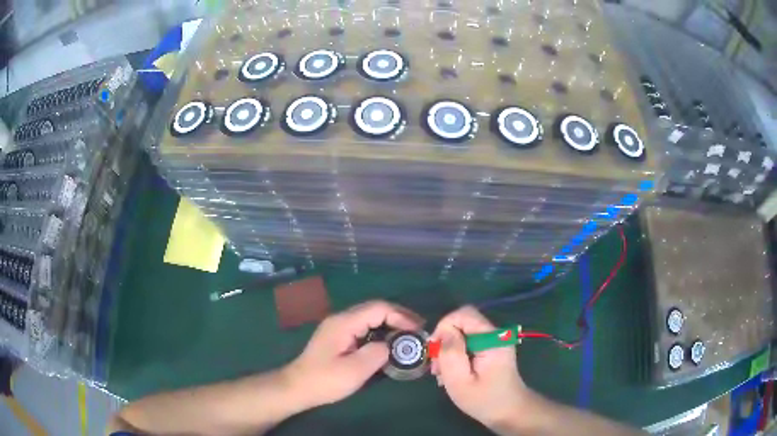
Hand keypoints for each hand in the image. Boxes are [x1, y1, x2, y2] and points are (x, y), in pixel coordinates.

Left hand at [284, 300, 423, 409]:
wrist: (297, 387)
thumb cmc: (325, 380)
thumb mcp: (354, 371)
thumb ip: (377, 354)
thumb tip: (389, 346)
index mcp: (344, 323)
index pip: (378, 308)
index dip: (401, 315)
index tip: (417, 329)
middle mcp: (341, 319)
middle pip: (374, 309)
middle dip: (399, 316)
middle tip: (418, 330)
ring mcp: (338, 327)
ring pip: (369, 317)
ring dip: (390, 323)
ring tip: (408, 335)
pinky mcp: (338, 336)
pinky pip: (364, 327)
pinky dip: (380, 331)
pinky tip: (388, 343)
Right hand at [430, 306, 530, 428]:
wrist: (509, 412)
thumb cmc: (484, 400)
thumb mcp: (460, 381)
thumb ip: (451, 353)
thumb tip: (443, 332)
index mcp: (492, 338)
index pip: (463, 314)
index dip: (444, 327)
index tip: (434, 352)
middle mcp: (496, 334)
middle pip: (463, 323)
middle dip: (445, 341)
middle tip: (436, 367)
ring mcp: (495, 341)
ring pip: (463, 333)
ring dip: (449, 350)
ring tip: (442, 374)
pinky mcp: (493, 348)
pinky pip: (469, 342)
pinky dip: (457, 354)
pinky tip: (453, 373)